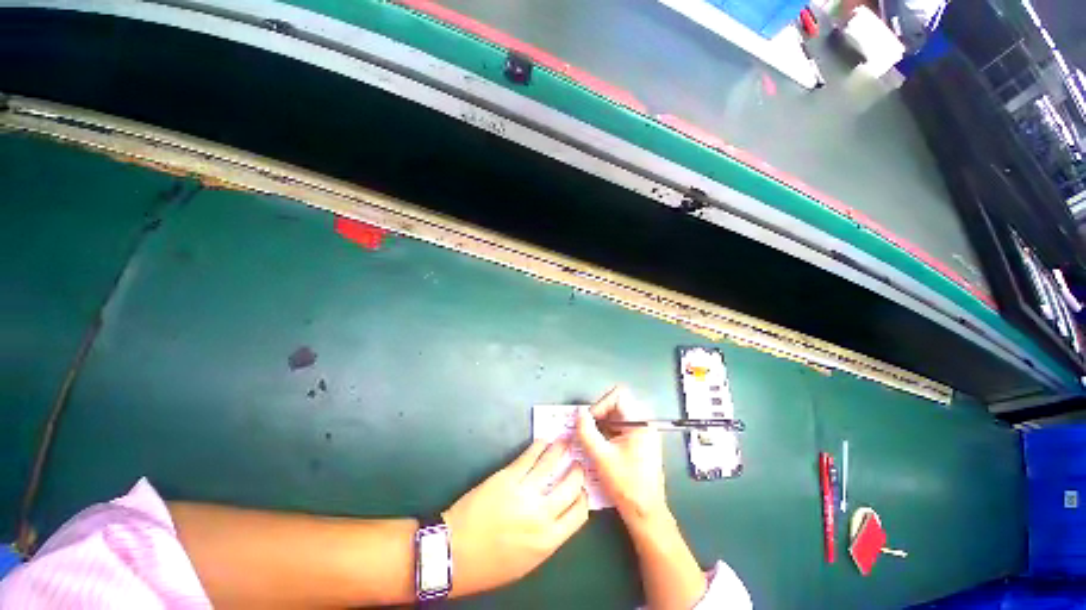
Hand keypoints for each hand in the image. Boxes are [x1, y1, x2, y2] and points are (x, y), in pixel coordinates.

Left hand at [441, 440, 588, 595]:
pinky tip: (543, 442)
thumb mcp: (527, 561)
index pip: (579, 512)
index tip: (581, 489)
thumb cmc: (490, 565)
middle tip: (576, 463)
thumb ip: (548, 537)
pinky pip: (529, 456)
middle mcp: (542, 514)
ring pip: (552, 463)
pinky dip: (540, 446)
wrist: (454, 553)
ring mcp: (525, 491)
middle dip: (577, 471)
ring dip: (562, 449)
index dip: (583, 496)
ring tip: (566, 442)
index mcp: (549, 540)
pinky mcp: (508, 476)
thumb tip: (559, 513)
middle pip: (571, 484)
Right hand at [576, 386, 667, 523]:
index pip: (618, 396)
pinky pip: (621, 425)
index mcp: (640, 422)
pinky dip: (608, 431)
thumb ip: (586, 431)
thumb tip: (578, 413)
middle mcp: (645, 422)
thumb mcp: (601, 457)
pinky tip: (602, 447)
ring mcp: (644, 431)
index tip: (591, 421)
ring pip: (618, 414)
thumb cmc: (626, 485)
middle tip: (589, 431)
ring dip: (603, 423)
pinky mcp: (640, 441)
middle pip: (617, 403)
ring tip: (594, 441)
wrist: (646, 512)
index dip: (600, 404)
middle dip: (600, 414)